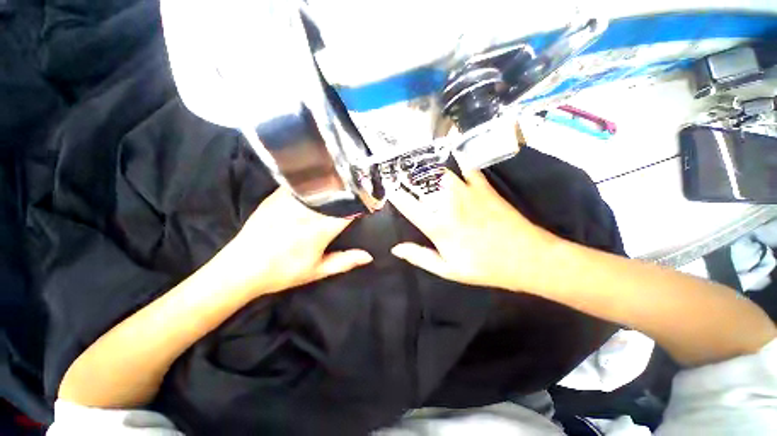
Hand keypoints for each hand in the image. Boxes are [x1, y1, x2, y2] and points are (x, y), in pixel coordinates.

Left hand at [216, 188, 372, 296]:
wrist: (241, 268)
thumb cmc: (283, 272)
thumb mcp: (317, 271)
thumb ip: (345, 261)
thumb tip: (368, 256)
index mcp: (320, 229)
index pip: (348, 209)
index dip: (361, 204)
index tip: (368, 202)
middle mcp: (308, 211)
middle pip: (335, 192)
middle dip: (349, 190)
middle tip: (358, 189)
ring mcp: (290, 200)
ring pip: (319, 184)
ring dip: (333, 183)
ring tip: (342, 183)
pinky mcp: (276, 196)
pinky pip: (300, 183)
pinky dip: (313, 182)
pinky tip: (318, 182)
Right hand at [389, 170, 558, 292]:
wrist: (527, 258)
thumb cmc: (485, 267)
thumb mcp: (448, 270)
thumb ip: (420, 257)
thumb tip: (396, 249)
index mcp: (439, 226)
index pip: (409, 206)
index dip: (396, 196)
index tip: (389, 189)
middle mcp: (450, 204)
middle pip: (424, 183)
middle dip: (409, 176)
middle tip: (401, 173)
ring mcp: (468, 193)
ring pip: (442, 172)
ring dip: (428, 169)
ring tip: (420, 167)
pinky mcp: (484, 188)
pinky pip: (468, 167)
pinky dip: (458, 160)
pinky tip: (452, 155)